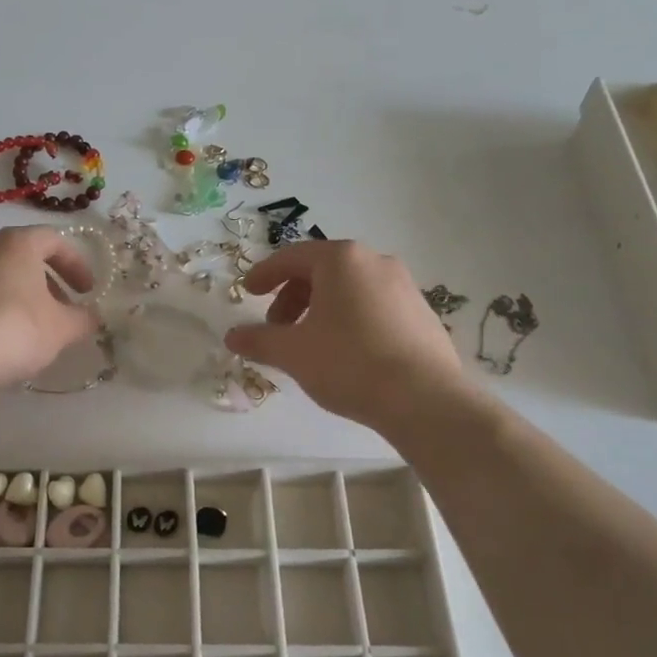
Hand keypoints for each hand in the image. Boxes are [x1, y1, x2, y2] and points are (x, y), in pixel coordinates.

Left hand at [0, 227, 99, 393]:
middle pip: (21, 256)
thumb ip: (82, 319)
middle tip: (61, 311)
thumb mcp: (60, 330)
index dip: (76, 263)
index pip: (53, 239)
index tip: (87, 291)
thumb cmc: (11, 330)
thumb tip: (92, 317)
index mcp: (15, 244)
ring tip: (30, 329)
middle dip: (47, 282)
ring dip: (17, 296)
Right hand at [225, 241, 478, 432]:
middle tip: (276, 328)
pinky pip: (373, 306)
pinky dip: (349, 320)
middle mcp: (376, 262)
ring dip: (320, 310)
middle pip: (322, 271)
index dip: (265, 274)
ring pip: (349, 289)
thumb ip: (258, 340)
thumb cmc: (349, 363)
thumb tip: (232, 337)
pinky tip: (345, 354)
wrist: (425, 400)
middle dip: (292, 297)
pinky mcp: (422, 313)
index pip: (292, 257)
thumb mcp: (293, 352)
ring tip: (308, 344)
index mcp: (342, 260)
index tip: (248, 292)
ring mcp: (404, 286)